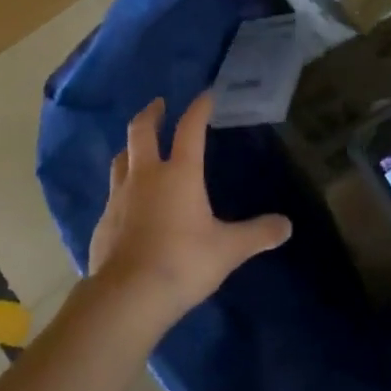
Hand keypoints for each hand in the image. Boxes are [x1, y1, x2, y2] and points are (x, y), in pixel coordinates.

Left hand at [88, 93, 291, 329]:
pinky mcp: (103, 221)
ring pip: (121, 159)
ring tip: (137, 148)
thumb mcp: (228, 250)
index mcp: (179, 174)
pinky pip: (113, 194)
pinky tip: (128, 203)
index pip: (190, 129)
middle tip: (158, 104)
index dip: (199, 108)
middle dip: (151, 114)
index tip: (205, 95)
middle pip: (141, 131)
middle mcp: (146, 175)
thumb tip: (287, 226)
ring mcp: (119, 197)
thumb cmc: (182, 263)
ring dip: (131, 148)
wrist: (127, 296)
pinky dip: (122, 189)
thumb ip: (257, 234)